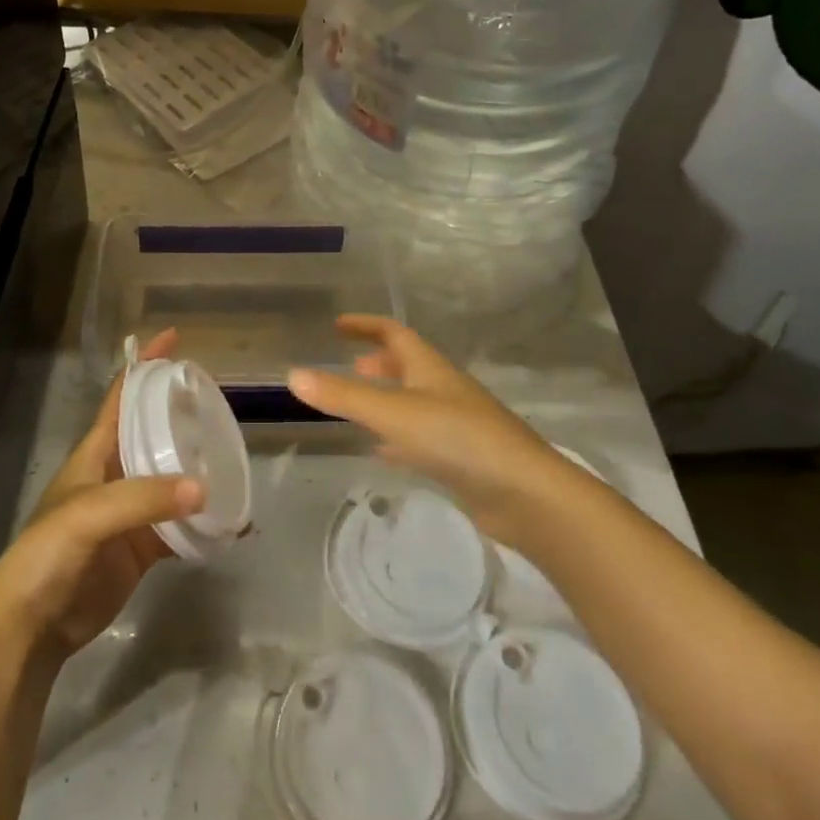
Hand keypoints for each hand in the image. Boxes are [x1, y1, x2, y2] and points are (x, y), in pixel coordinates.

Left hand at [0, 330, 205, 658]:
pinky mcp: (144, 547)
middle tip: (220, 400)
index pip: (122, 395)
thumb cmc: (48, 553)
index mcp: (95, 451)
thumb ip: (143, 498)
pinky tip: (234, 521)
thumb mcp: (88, 514)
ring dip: (200, 467)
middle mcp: (115, 473)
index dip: (145, 364)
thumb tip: (204, 488)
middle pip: (153, 430)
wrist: (33, 625)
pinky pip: (181, 526)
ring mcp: (131, 511)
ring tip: (235, 455)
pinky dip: (206, 522)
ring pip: (172, 477)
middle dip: (181, 412)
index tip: (175, 339)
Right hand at [286, 314, 559, 544]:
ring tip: (358, 409)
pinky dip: (398, 438)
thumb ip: (344, 396)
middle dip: (378, 364)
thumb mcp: (394, 414)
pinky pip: (421, 438)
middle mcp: (443, 389)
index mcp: (429, 368)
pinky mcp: (462, 459)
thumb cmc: (459, 440)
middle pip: (407, 366)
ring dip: (387, 400)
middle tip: (348, 368)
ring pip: (413, 403)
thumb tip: (293, 374)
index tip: (338, 325)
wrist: (526, 494)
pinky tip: (385, 452)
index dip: (366, 325)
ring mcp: (456, 424)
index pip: (394, 333)